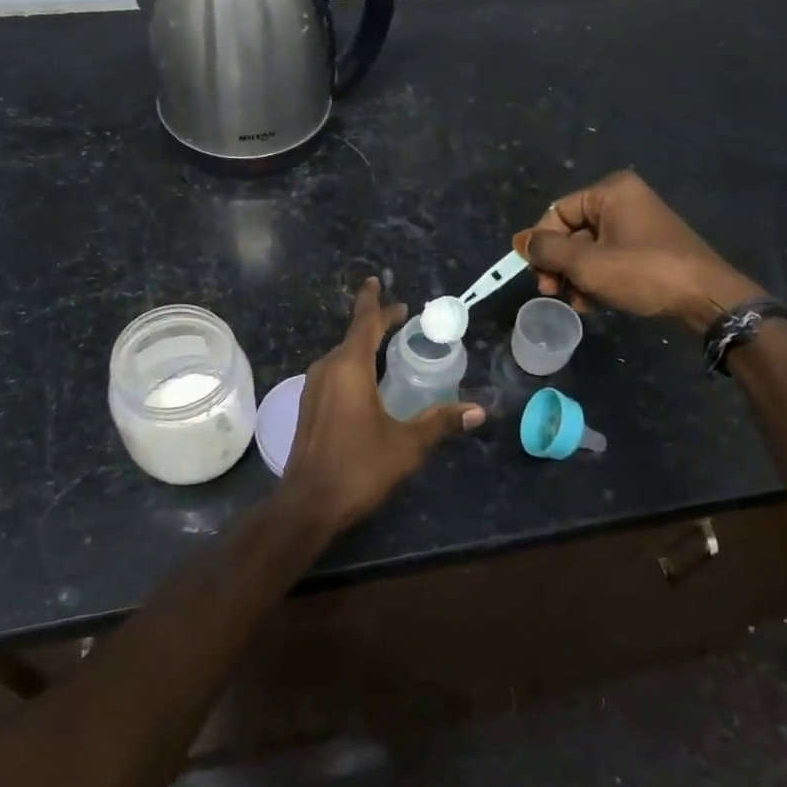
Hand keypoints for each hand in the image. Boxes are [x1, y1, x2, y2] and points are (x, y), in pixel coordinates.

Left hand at [281, 278, 484, 532]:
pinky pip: (334, 372)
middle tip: (399, 315)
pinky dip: (352, 364)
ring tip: (386, 342)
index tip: (378, 282)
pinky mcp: (308, 406)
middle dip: (374, 322)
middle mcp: (327, 369)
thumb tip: (479, 411)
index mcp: (349, 368)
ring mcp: (313, 388)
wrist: (307, 504)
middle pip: (353, 335)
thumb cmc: (358, 468)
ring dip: (362, 344)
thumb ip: (441, 422)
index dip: (375, 302)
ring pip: (341, 354)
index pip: (364, 323)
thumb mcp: (406, 445)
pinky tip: (365, 378)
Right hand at [525, 170, 760, 332]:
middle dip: (559, 265)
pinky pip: (608, 258)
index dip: (542, 245)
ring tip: (577, 303)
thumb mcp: (587, 264)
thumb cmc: (644, 273)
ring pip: (588, 249)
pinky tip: (593, 304)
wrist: (707, 299)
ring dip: (575, 277)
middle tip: (553, 292)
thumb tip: (520, 241)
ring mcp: (638, 224)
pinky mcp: (647, 248)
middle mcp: (624, 200)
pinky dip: (596, 279)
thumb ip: (547, 251)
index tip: (539, 277)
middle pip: (572, 231)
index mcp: (611, 191)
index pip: (557, 212)